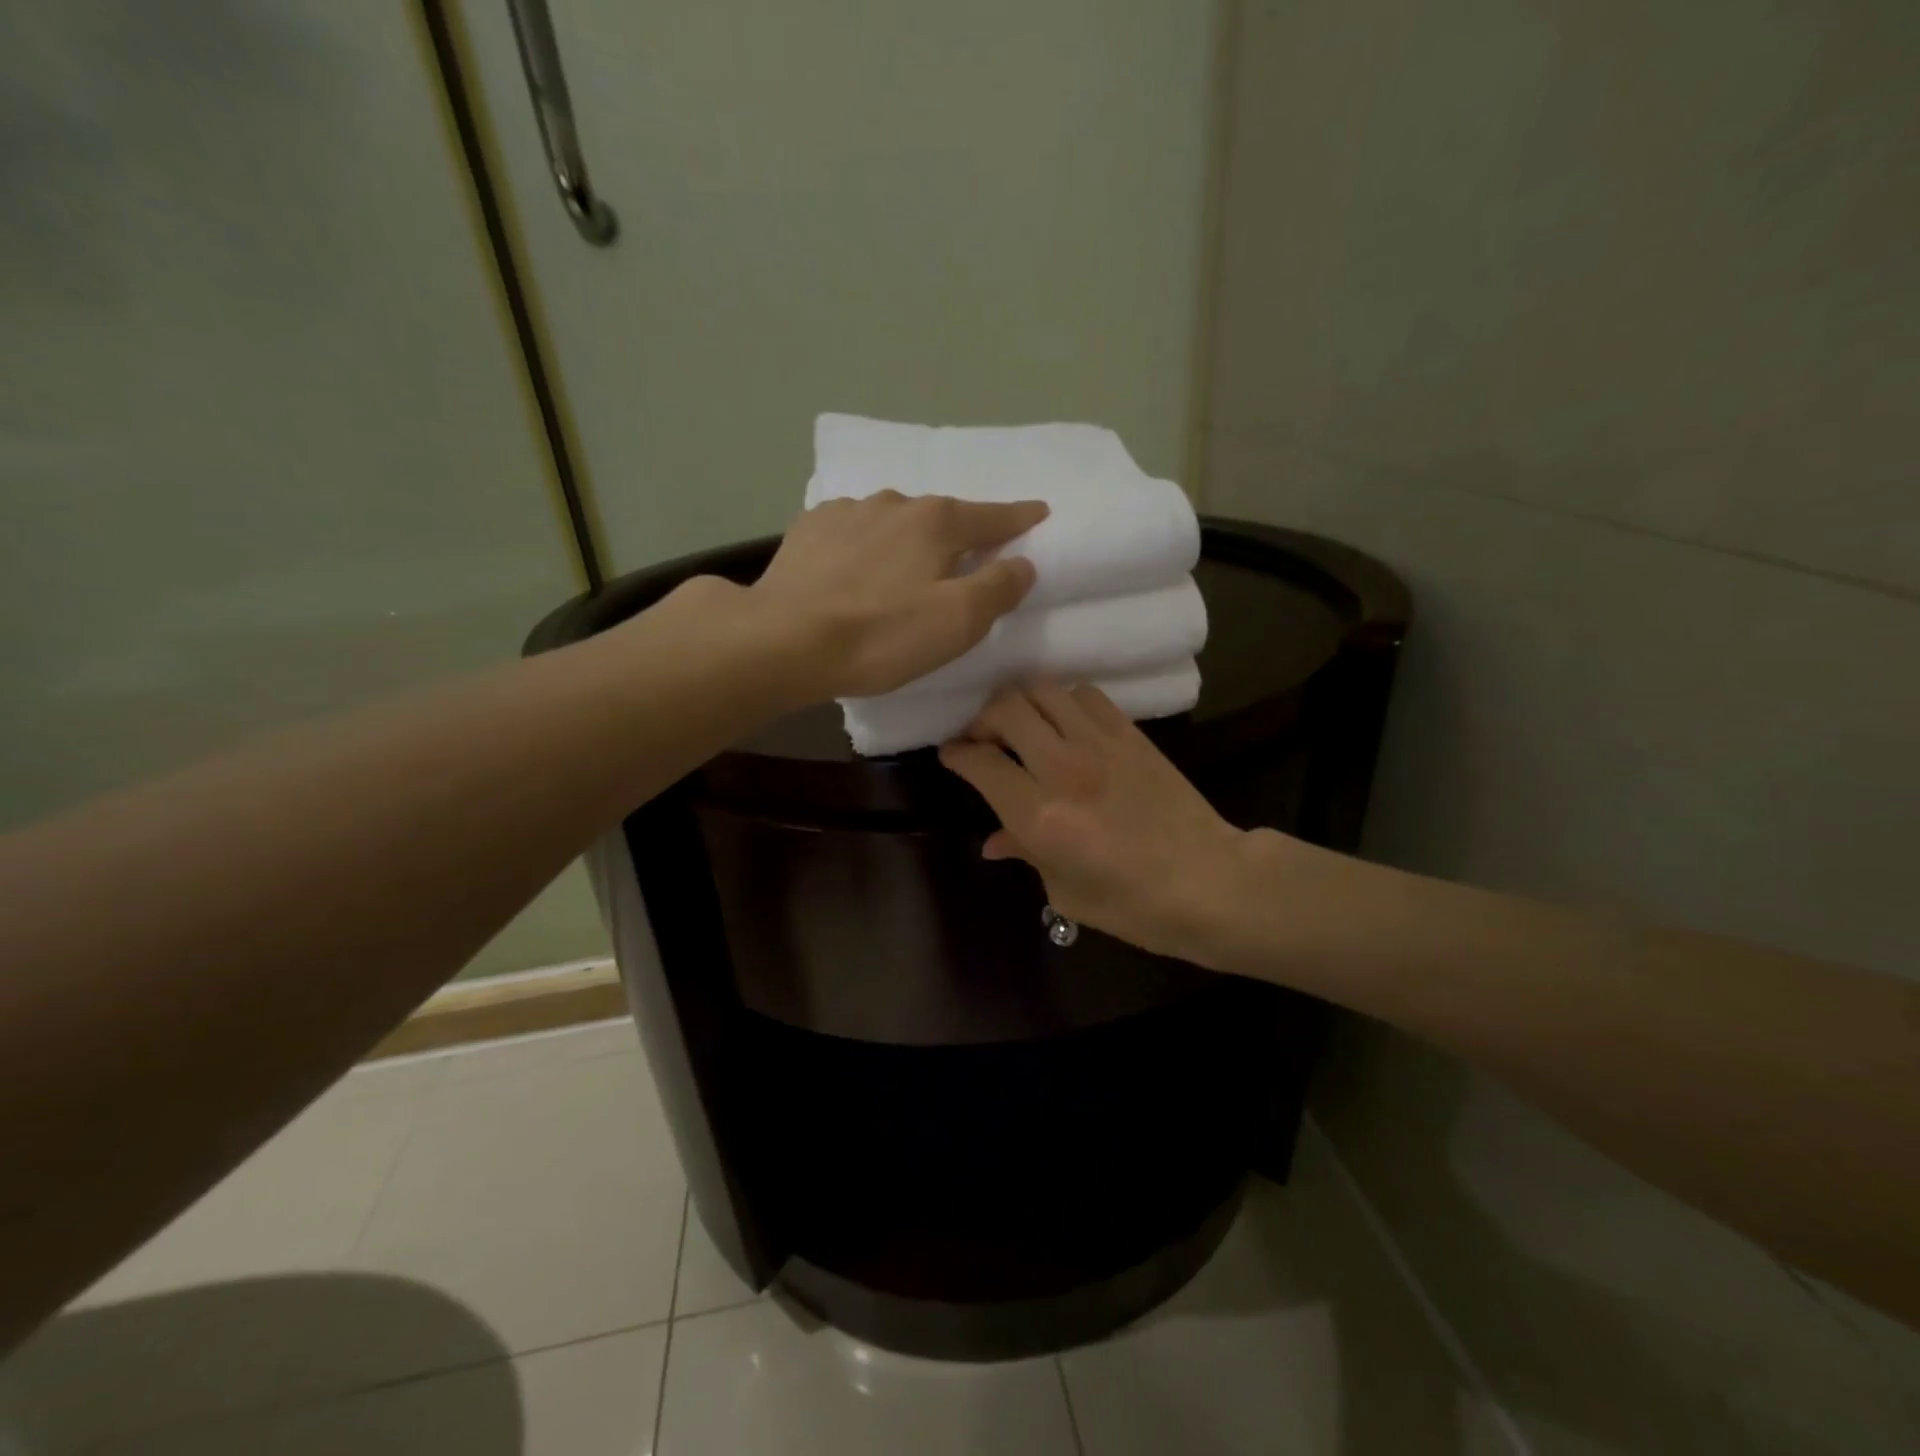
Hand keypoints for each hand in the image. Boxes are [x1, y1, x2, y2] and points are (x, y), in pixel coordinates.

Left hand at [751, 492, 1047, 699]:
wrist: (783, 640)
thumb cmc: (881, 635)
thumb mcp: (957, 622)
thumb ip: (998, 588)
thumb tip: (1023, 563)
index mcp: (936, 522)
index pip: (993, 517)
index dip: (1020, 518)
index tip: (1039, 512)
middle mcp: (894, 503)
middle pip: (941, 517)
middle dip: (958, 533)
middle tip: (965, 558)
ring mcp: (846, 512)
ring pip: (893, 520)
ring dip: (907, 538)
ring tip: (904, 566)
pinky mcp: (808, 530)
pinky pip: (852, 530)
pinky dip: (865, 544)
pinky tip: (854, 565)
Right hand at [939, 681, 1261, 964]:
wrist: (1208, 881)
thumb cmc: (1131, 903)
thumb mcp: (1064, 890)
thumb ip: (1025, 852)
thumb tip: (994, 841)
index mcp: (1039, 815)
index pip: (980, 762)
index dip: (956, 753)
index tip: (950, 753)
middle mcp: (1063, 768)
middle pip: (1005, 709)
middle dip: (982, 719)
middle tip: (983, 738)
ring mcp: (1100, 744)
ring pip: (1044, 690)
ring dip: (1022, 703)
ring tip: (1021, 724)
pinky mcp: (1130, 734)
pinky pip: (1086, 696)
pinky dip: (1064, 702)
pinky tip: (1066, 724)